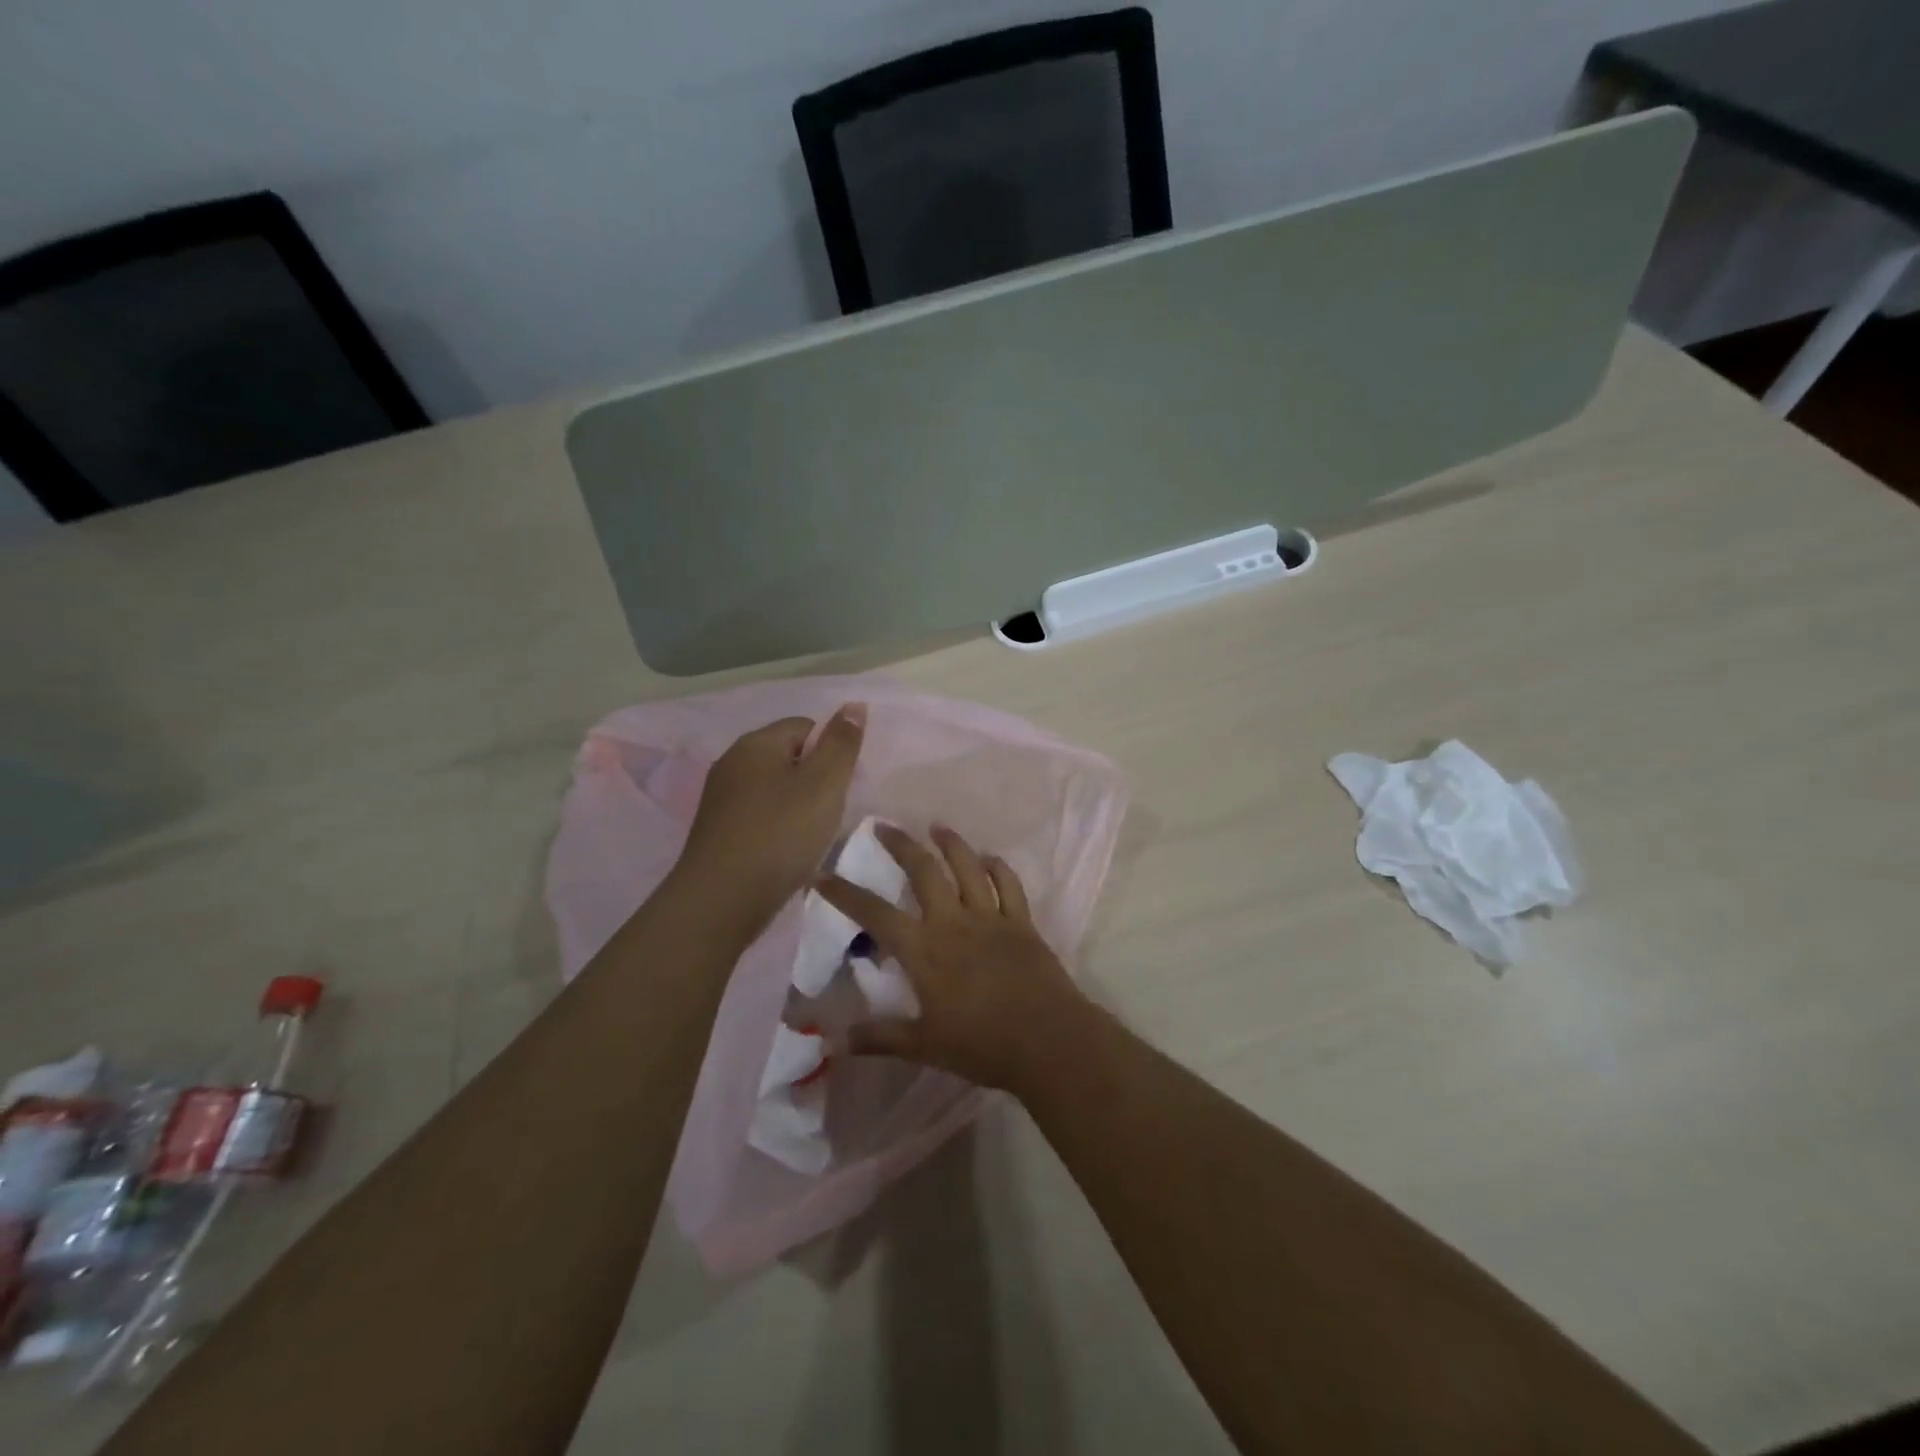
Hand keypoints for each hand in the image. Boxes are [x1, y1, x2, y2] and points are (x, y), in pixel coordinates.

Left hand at [676, 706, 865, 932]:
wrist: (722, 900)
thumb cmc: (781, 834)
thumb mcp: (825, 784)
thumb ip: (842, 743)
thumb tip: (854, 705)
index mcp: (756, 743)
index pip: (807, 727)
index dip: (831, 753)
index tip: (842, 787)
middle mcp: (732, 762)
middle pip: (789, 758)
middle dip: (816, 782)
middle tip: (830, 814)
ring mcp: (721, 798)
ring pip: (776, 790)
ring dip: (799, 808)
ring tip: (811, 838)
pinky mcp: (718, 831)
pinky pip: (760, 817)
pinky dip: (779, 829)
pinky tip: (788, 853)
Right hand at [815, 824, 1094, 1095]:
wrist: (1048, 1040)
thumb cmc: (981, 1045)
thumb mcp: (923, 1046)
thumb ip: (880, 1037)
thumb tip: (836, 1040)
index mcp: (924, 950)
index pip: (875, 913)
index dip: (845, 893)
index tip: (822, 875)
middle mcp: (954, 922)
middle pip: (923, 871)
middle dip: (901, 845)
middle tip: (884, 826)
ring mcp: (990, 918)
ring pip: (967, 867)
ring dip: (950, 843)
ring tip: (936, 827)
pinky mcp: (1022, 922)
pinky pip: (1008, 884)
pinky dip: (998, 867)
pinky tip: (989, 858)